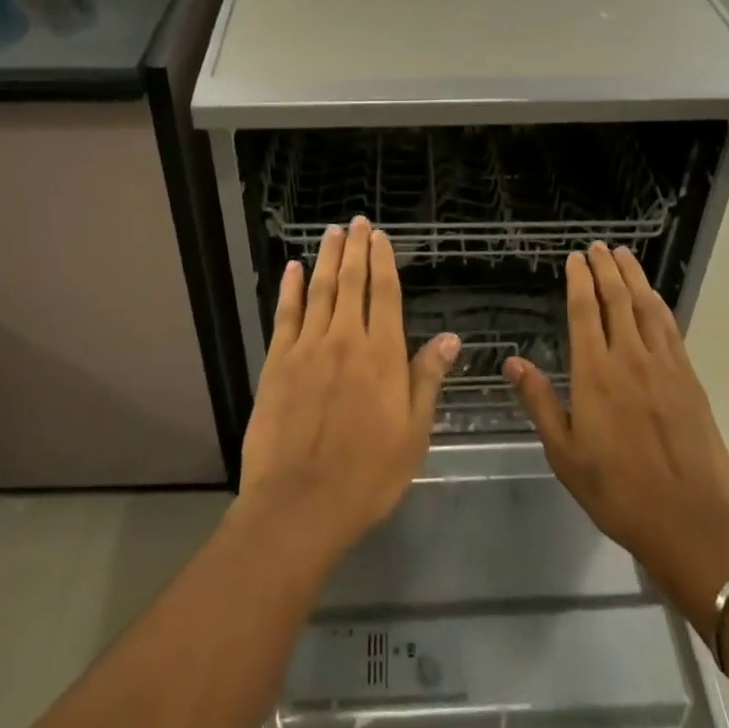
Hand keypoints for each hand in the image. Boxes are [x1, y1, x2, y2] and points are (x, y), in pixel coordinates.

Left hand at [239, 218, 459, 560]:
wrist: (300, 505)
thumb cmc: (367, 475)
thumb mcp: (413, 433)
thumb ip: (427, 379)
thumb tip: (451, 338)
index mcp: (383, 355)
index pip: (385, 294)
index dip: (384, 262)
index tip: (381, 238)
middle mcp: (346, 339)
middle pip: (352, 282)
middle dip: (356, 249)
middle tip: (357, 222)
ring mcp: (308, 348)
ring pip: (320, 290)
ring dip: (328, 258)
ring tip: (332, 232)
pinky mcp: (277, 362)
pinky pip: (286, 314)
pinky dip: (290, 288)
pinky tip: (293, 269)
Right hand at [507, 245, 728, 639]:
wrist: (687, 518)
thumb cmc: (615, 489)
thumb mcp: (563, 452)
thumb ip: (539, 402)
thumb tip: (512, 363)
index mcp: (595, 373)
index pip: (585, 311)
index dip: (579, 281)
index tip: (575, 259)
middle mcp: (629, 357)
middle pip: (617, 299)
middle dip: (605, 268)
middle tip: (598, 247)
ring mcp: (664, 365)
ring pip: (646, 307)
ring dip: (634, 277)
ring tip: (624, 256)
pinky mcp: (688, 378)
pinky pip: (670, 329)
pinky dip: (658, 305)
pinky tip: (653, 297)